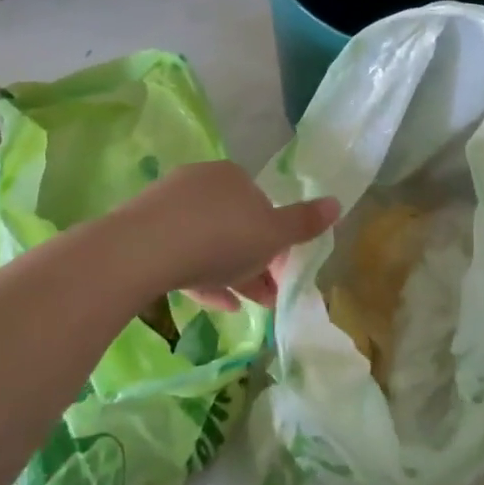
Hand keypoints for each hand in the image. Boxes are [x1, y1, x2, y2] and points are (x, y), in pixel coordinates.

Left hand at [125, 161, 339, 311]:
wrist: (145, 249)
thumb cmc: (221, 238)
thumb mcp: (273, 236)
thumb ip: (304, 223)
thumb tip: (338, 203)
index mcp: (235, 177)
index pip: (263, 207)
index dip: (276, 242)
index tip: (281, 273)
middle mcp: (202, 182)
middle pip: (236, 226)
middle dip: (255, 263)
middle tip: (266, 297)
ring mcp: (169, 205)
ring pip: (208, 242)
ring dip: (231, 274)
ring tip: (244, 307)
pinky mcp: (145, 229)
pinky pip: (182, 252)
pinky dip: (202, 276)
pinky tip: (215, 304)